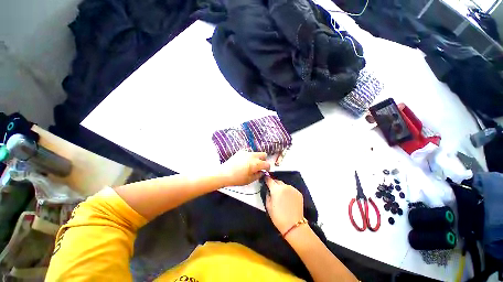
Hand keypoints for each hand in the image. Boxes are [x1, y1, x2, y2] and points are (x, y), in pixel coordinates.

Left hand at [219, 151, 270, 186]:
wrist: (224, 174)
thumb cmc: (237, 178)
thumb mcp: (250, 180)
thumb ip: (259, 175)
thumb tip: (262, 172)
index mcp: (256, 164)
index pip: (267, 164)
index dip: (268, 168)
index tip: (266, 170)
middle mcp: (252, 156)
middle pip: (263, 154)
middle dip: (263, 160)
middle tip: (259, 166)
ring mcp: (246, 152)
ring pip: (256, 153)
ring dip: (256, 158)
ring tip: (250, 165)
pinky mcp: (241, 151)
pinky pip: (248, 152)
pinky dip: (249, 157)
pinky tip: (244, 162)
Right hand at [265, 177, 303, 234]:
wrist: (294, 225)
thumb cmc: (278, 217)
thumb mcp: (268, 206)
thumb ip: (267, 195)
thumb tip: (268, 190)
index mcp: (276, 189)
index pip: (270, 180)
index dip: (266, 179)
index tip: (265, 179)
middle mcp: (285, 186)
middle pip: (278, 181)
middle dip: (274, 183)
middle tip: (272, 189)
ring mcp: (293, 189)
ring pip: (285, 185)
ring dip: (281, 188)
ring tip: (281, 196)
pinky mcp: (299, 193)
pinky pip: (291, 189)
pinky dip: (288, 191)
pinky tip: (287, 199)